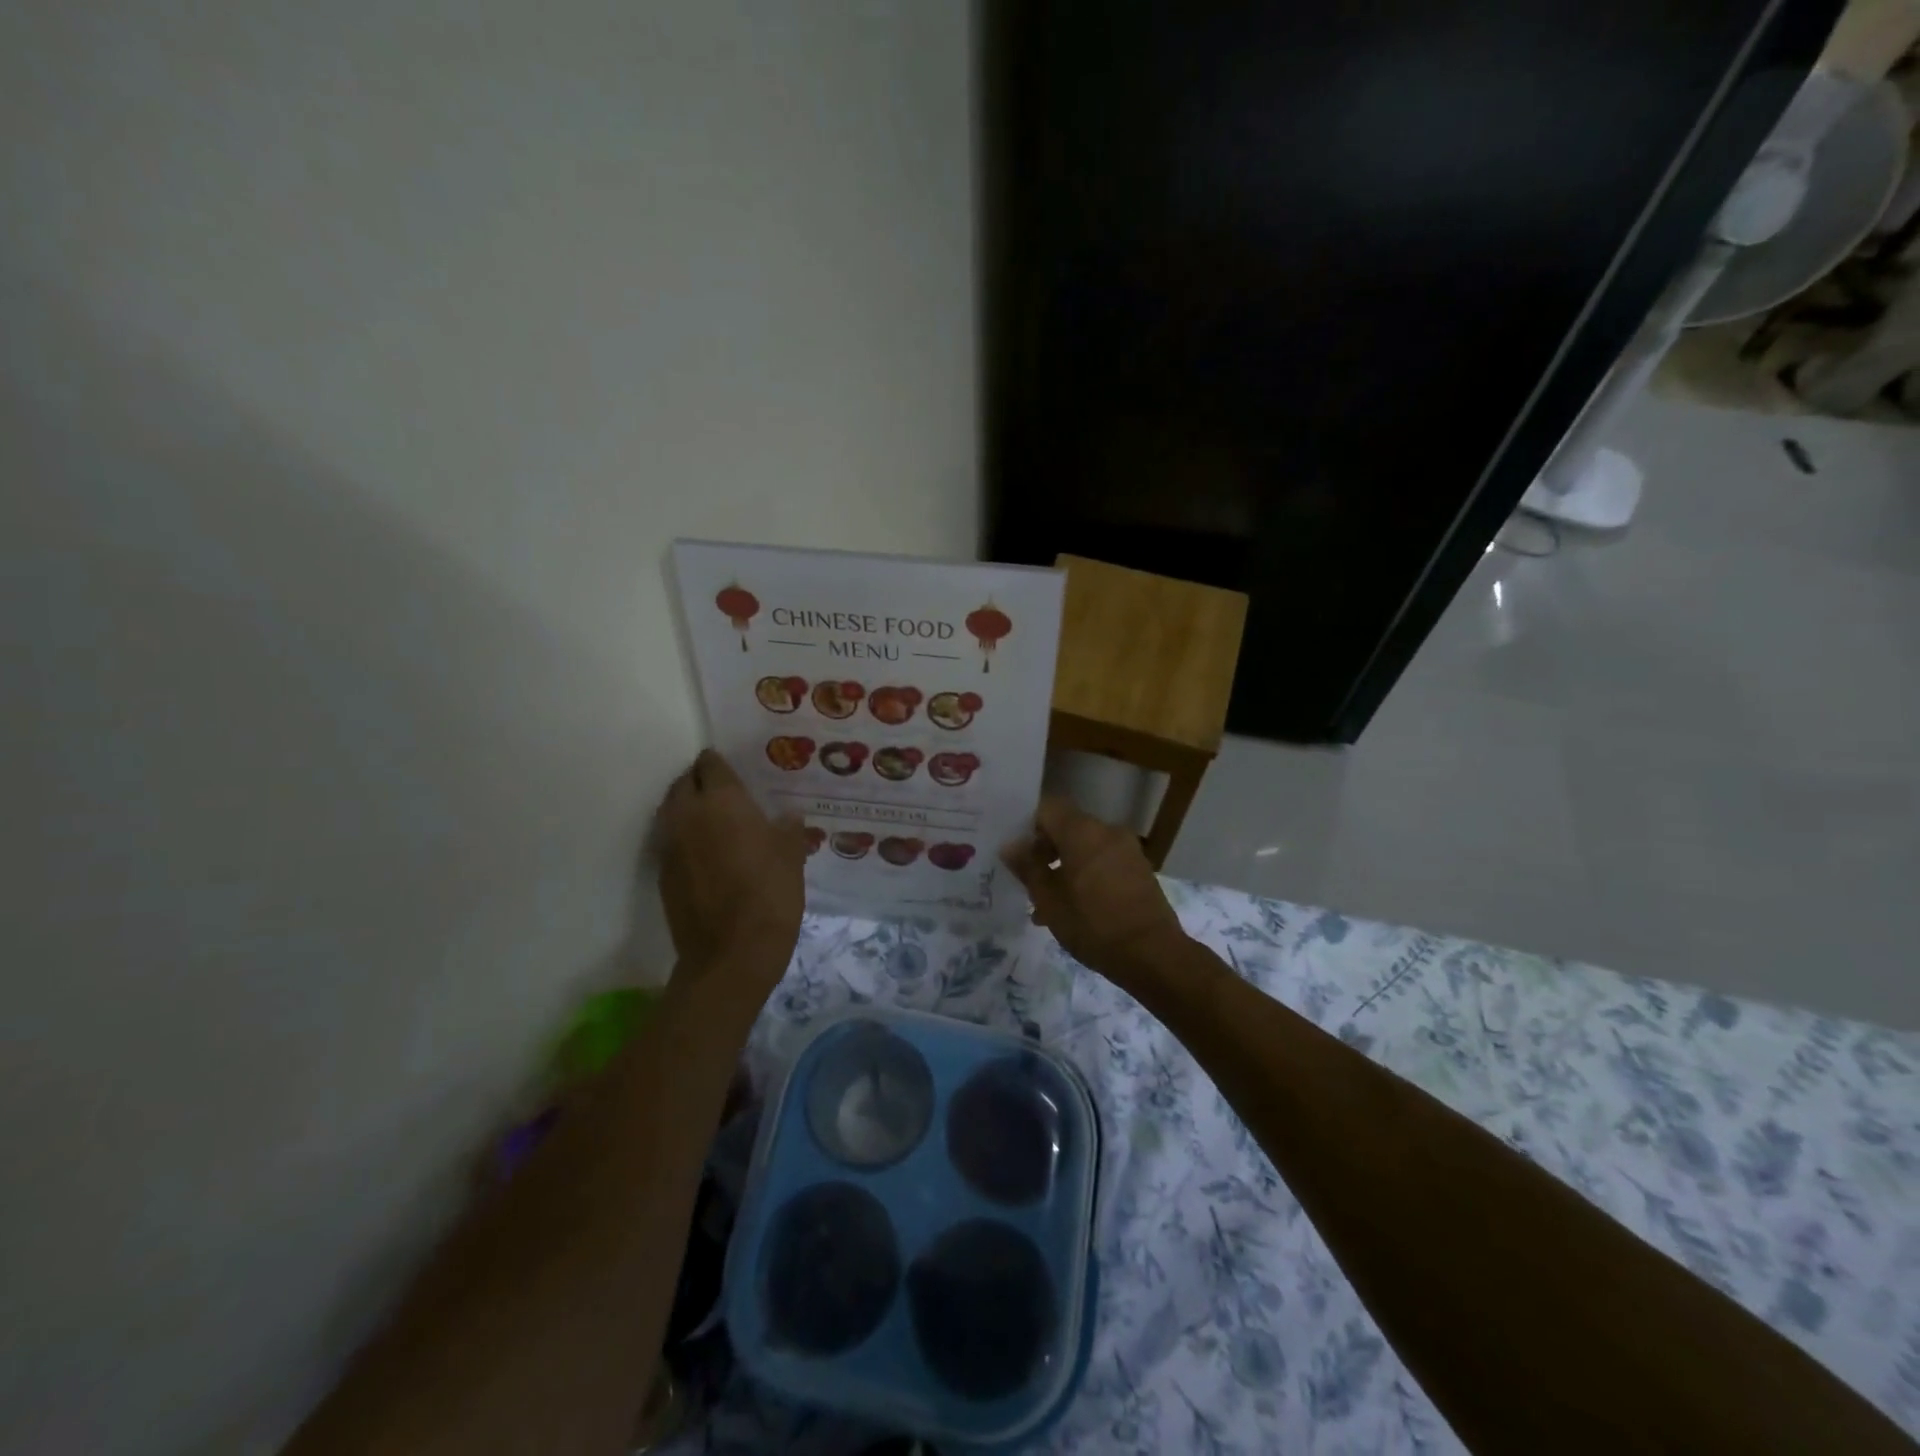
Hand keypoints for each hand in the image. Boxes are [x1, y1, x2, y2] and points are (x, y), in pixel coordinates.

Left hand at [655, 749, 806, 993]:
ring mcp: (670, 845)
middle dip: (700, 781)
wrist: (731, 954)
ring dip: (688, 807)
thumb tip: (787, 817)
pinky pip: (670, 840)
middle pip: (684, 783)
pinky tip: (706, 851)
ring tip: (714, 818)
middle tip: (724, 791)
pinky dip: (684, 836)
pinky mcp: (663, 873)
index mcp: (722, 801)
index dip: (720, 763)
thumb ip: (788, 829)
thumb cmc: (769, 894)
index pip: (711, 765)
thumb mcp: (792, 856)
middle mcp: (688, 815)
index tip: (734, 769)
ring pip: (672, 810)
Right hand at [1001, 796, 1187, 981]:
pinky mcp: (1139, 869)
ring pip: (1085, 848)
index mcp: (1082, 831)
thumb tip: (1010, 846)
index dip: (1027, 825)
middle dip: (1045, 851)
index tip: (1016, 851)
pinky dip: (1086, 875)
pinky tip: (1074, 908)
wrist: (1153, 954)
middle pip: (1067, 827)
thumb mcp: (1049, 900)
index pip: (1047, 808)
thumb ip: (1028, 868)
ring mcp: (1127, 849)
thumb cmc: (1093, 924)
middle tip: (1028, 881)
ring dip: (1065, 867)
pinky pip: (1103, 861)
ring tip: (1047, 904)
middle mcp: (1107, 831)